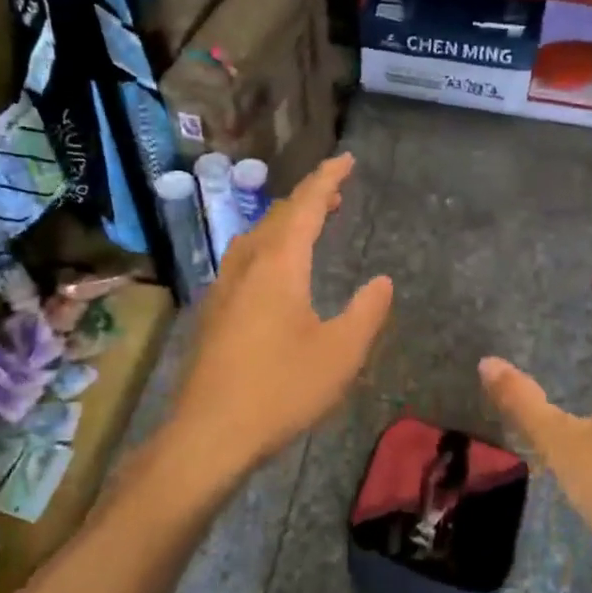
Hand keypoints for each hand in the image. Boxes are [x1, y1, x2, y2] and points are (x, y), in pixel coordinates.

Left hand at [169, 154, 393, 473]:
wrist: (210, 433)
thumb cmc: (281, 390)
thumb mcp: (341, 353)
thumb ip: (366, 312)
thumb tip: (381, 282)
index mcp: (278, 266)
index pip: (305, 206)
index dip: (328, 179)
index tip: (347, 159)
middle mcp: (246, 266)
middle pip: (277, 217)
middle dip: (308, 199)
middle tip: (336, 194)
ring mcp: (223, 289)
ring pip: (255, 238)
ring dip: (285, 223)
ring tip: (311, 225)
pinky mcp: (213, 314)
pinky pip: (244, 261)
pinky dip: (269, 248)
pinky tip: (275, 272)